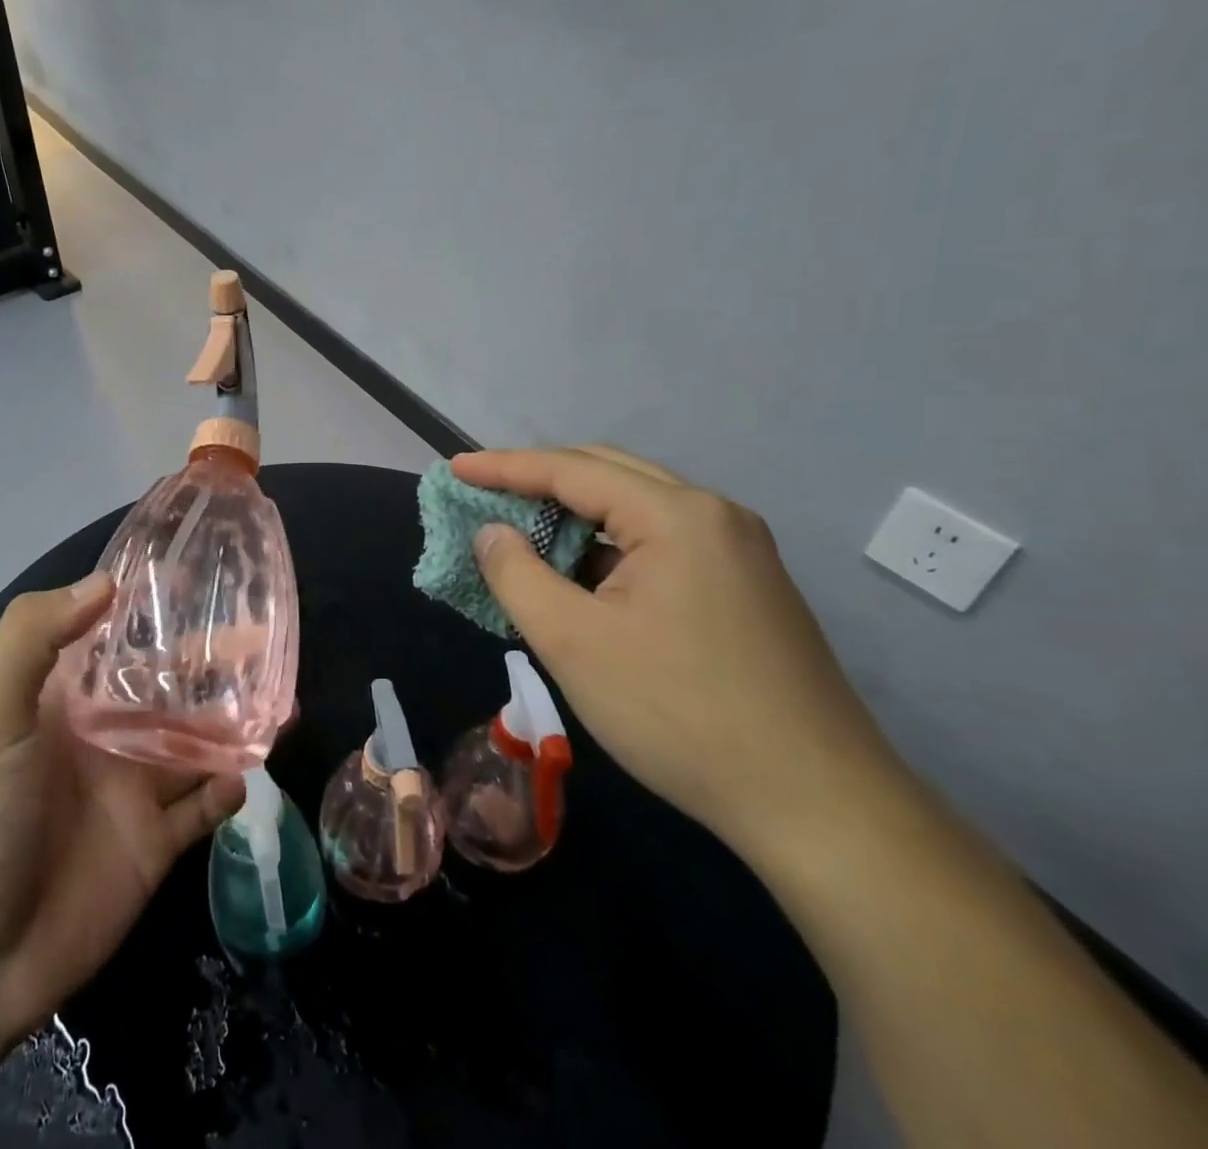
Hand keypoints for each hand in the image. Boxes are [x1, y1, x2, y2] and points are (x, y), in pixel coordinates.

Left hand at [0, 575, 245, 1046]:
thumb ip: (34, 638)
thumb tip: (106, 581)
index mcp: (65, 699)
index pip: (119, 639)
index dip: (158, 610)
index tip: (207, 579)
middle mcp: (104, 735)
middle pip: (170, 688)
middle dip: (214, 665)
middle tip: (268, 639)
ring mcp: (131, 791)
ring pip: (197, 743)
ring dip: (234, 722)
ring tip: (283, 701)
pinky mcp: (152, 845)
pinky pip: (202, 808)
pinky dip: (227, 790)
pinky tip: (245, 775)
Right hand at [454, 446, 905, 858]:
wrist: (818, 806)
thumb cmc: (680, 714)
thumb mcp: (573, 642)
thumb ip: (517, 574)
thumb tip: (493, 533)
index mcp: (677, 516)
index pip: (571, 470)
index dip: (504, 467)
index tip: (454, 468)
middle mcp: (715, 516)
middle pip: (609, 475)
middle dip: (541, 480)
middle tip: (486, 494)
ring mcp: (740, 552)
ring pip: (638, 510)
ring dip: (577, 517)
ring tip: (526, 537)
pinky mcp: (748, 588)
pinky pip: (662, 544)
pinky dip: (611, 549)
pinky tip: (585, 580)